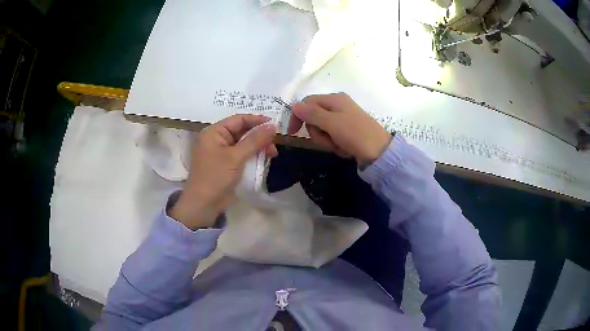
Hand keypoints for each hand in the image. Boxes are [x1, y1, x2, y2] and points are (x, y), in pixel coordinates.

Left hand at [170, 115, 277, 228]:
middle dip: (260, 136)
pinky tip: (264, 160)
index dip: (257, 120)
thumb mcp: (236, 157)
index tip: (275, 125)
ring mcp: (222, 152)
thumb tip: (273, 126)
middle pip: (242, 131)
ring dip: (258, 147)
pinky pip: (242, 155)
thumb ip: (255, 140)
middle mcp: (217, 139)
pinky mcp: (227, 164)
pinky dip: (253, 156)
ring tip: (272, 154)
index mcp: (214, 132)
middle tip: (275, 143)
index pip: (238, 119)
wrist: (203, 205)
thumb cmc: (216, 177)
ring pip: (244, 144)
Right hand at [287, 93, 390, 166]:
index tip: (292, 133)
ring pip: (322, 129)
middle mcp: (338, 105)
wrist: (380, 152)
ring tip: (339, 145)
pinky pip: (332, 136)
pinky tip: (345, 148)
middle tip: (328, 140)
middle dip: (317, 132)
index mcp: (334, 99)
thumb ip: (311, 114)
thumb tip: (294, 105)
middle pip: (313, 117)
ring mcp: (343, 118)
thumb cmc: (355, 134)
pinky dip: (335, 144)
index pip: (306, 103)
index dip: (297, 116)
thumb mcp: (331, 123)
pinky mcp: (347, 131)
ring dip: (327, 140)